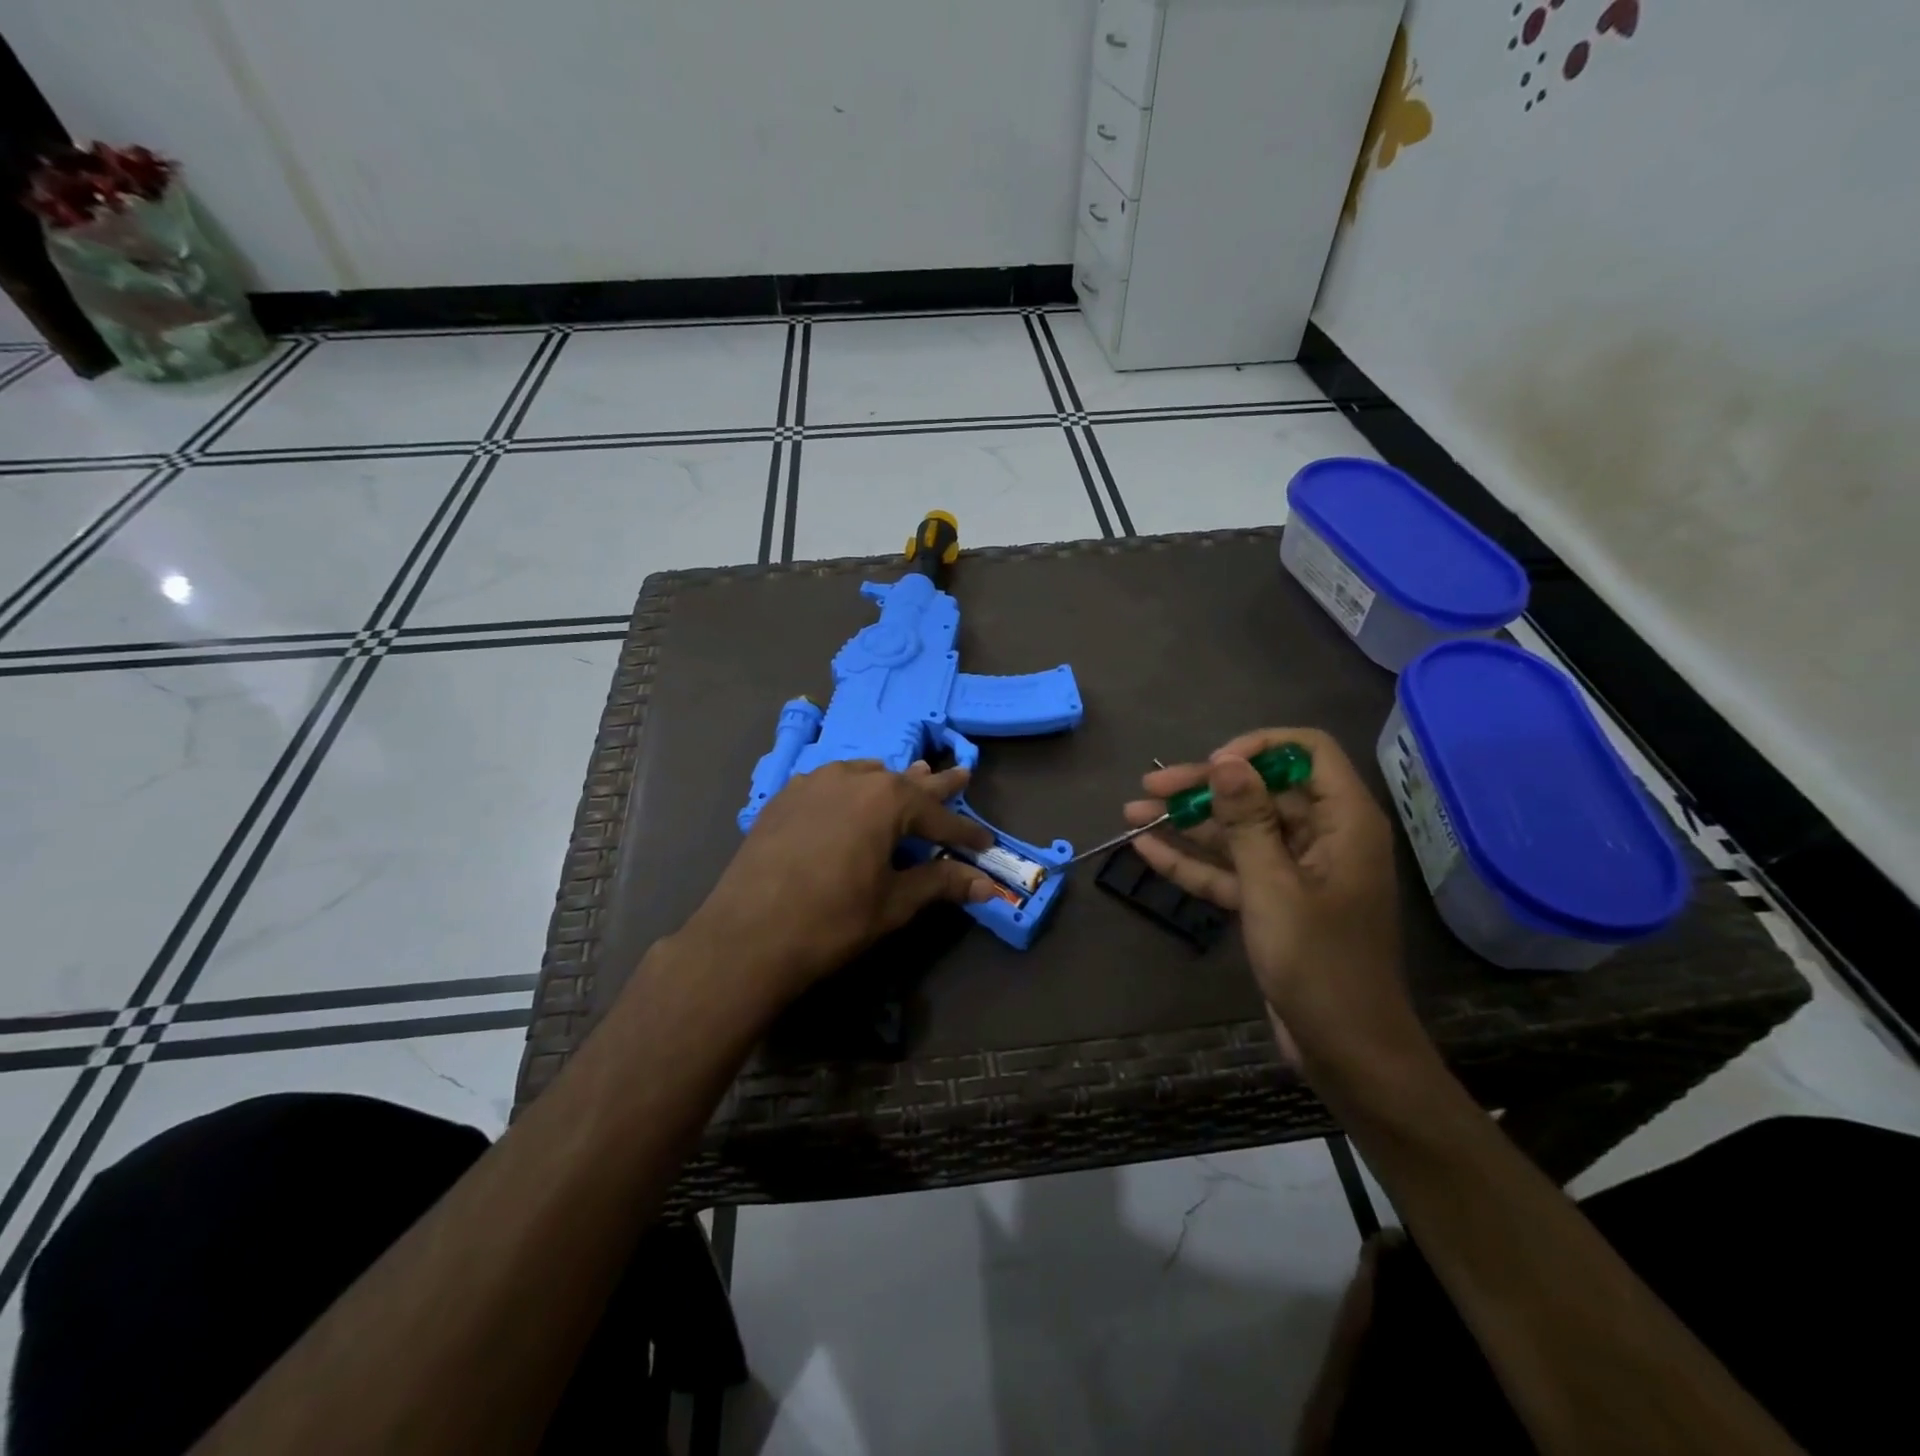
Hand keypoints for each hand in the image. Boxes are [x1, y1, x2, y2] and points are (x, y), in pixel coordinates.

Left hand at [684, 759, 996, 1002]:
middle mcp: (852, 779)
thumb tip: (987, 885)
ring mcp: (813, 783)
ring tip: (908, 779)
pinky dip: (850, 789)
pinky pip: (829, 783)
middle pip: (905, 782)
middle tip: (961, 773)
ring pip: (864, 775)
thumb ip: (941, 884)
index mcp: (886, 800)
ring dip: (890, 782)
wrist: (747, 936)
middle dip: (935, 785)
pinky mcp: (784, 798)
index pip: (939, 815)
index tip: (986, 843)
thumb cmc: (832, 920)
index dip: (965, 833)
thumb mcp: (894, 903)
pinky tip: (848, 798)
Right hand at [1124, 728, 1419, 1074]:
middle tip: (1149, 789)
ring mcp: (1295, 870)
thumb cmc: (1319, 965)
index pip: (1305, 752)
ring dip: (1188, 824)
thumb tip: (1225, 760)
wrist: (1346, 1051)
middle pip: (1259, 792)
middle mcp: (1321, 836)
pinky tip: (1147, 850)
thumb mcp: (1274, 887)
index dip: (1257, 749)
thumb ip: (1247, 821)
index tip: (1212, 767)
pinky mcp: (1273, 901)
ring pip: (1238, 832)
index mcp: (1343, 822)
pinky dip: (1193, 862)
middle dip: (1203, 789)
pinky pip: (1231, 869)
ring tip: (1132, 814)